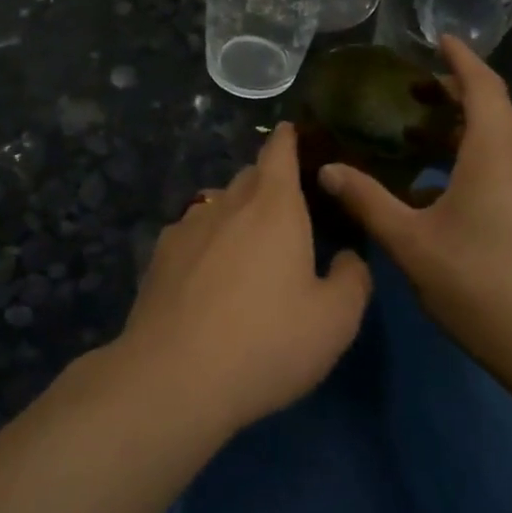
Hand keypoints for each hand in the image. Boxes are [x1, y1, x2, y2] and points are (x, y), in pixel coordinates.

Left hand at [116, 123, 371, 434]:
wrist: (173, 378)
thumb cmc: (266, 342)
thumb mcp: (335, 320)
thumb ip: (352, 279)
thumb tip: (346, 258)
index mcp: (274, 205)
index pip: (279, 150)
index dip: (288, 138)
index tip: (293, 134)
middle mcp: (228, 203)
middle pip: (250, 177)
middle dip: (269, 183)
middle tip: (288, 212)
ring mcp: (187, 227)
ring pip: (218, 205)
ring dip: (237, 215)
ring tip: (249, 250)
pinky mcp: (159, 257)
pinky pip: (192, 235)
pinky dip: (207, 244)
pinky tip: (210, 279)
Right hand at [319, 36, 511, 384]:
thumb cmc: (480, 283)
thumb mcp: (412, 242)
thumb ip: (368, 201)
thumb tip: (326, 171)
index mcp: (496, 151)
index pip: (483, 85)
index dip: (460, 58)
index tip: (437, 38)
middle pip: (491, 108)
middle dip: (454, 91)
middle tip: (410, 88)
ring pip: (497, 139)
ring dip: (461, 127)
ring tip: (415, 132)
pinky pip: (502, 164)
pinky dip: (469, 156)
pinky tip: (433, 187)